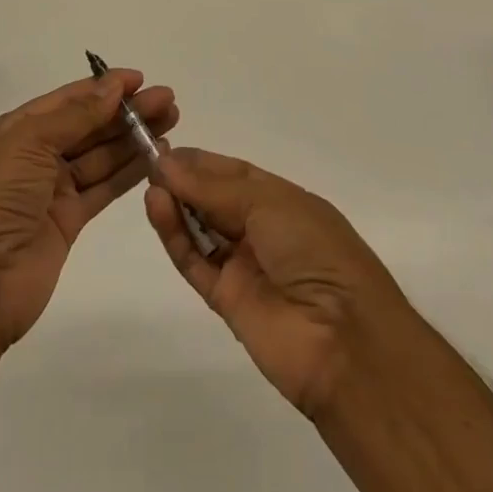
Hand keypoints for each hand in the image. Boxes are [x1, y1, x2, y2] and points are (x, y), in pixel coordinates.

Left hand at [0, 71, 177, 349]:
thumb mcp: (29, 142)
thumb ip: (75, 115)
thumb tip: (112, 86)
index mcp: (17, 129)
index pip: (68, 100)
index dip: (103, 87)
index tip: (140, 78)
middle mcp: (35, 154)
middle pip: (89, 125)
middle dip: (126, 111)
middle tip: (168, 100)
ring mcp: (52, 189)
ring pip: (101, 155)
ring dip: (133, 138)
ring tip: (171, 121)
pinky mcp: (69, 220)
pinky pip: (103, 188)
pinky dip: (129, 172)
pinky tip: (155, 158)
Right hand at [146, 148, 415, 418]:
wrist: (344, 342)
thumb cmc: (315, 252)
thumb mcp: (269, 204)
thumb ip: (213, 188)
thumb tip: (167, 163)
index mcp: (285, 202)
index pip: (235, 174)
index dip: (201, 162)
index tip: (165, 148)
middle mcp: (264, 231)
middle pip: (215, 200)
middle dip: (184, 180)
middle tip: (149, 162)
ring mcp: (245, 267)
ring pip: (201, 229)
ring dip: (176, 205)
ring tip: (148, 183)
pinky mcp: (227, 301)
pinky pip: (195, 262)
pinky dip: (174, 236)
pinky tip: (156, 208)